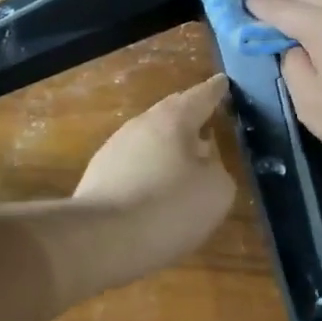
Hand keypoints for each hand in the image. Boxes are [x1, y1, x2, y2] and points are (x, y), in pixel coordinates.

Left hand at [74, 75, 234, 282]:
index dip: (215, 90)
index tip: (222, 81)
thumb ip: (217, 168)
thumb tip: (205, 161)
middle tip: (206, 116)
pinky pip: (134, 162)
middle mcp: (142, 124)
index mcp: (174, 120)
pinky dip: (150, 167)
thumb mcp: (215, 191)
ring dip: (168, 144)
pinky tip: (156, 187)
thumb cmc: (168, 208)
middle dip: (189, 114)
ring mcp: (115, 147)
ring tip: (184, 158)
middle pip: (171, 112)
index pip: (200, 96)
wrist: (100, 239)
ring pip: (150, 137)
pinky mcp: (99, 174)